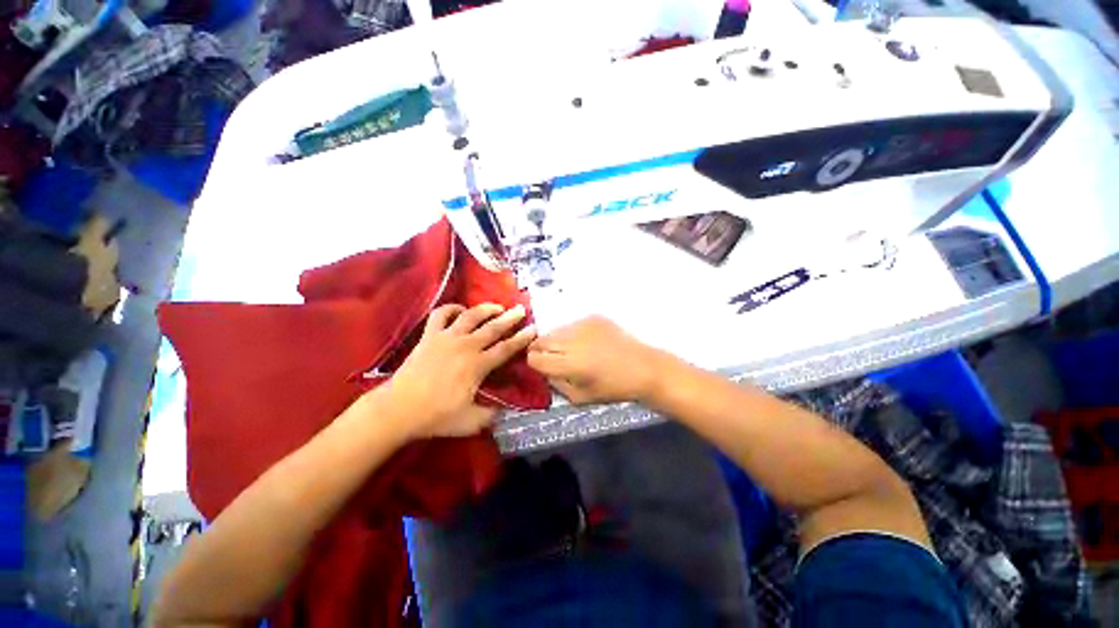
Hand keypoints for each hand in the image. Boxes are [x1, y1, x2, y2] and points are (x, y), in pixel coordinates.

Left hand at [381, 303, 535, 439]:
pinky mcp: (429, 336)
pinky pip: (440, 314)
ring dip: (486, 308)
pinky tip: (460, 309)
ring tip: (497, 306)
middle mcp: (466, 346)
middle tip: (521, 309)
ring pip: (471, 316)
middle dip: (510, 318)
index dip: (522, 339)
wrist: (397, 409)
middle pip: (493, 327)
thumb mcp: (471, 422)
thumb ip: (492, 414)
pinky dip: (451, 308)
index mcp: (478, 365)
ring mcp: (446, 337)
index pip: (506, 349)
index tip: (533, 329)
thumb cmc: (435, 416)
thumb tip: (506, 408)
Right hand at [527, 316, 671, 404]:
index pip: (535, 358)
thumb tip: (543, 371)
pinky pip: (572, 324)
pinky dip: (572, 333)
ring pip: (556, 330)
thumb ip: (556, 384)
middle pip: (541, 340)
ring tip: (569, 349)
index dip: (533, 363)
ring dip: (556, 340)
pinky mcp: (593, 317)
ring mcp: (583, 326)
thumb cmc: (613, 388)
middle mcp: (573, 341)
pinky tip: (586, 341)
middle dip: (539, 349)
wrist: (643, 368)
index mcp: (569, 364)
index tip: (539, 366)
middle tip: (549, 356)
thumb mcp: (580, 397)